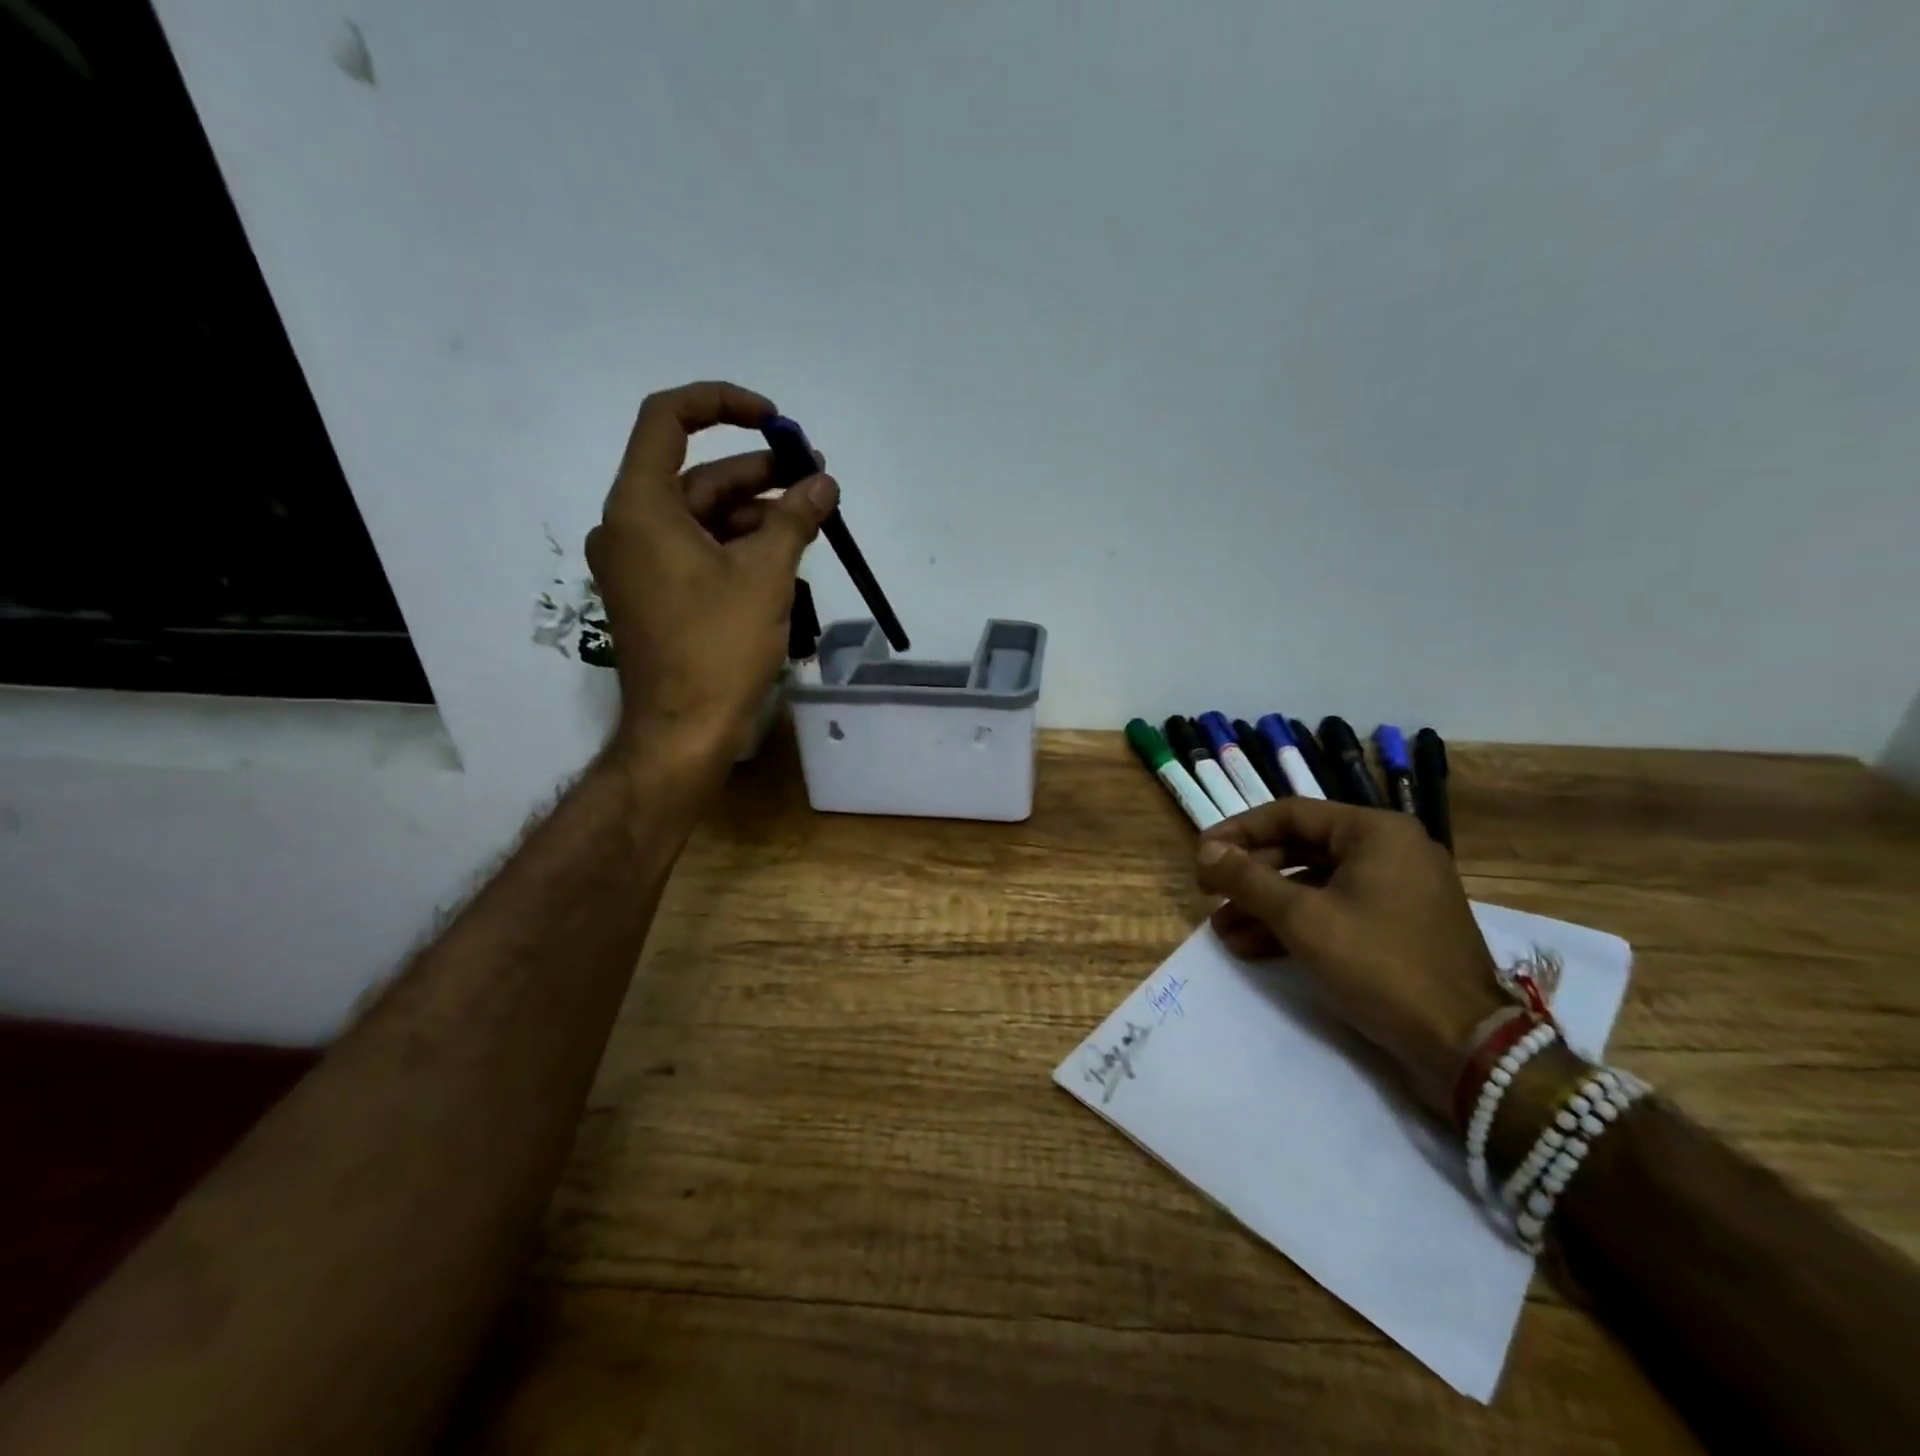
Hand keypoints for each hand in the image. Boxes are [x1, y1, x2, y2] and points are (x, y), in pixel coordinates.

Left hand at [586, 381, 838, 765]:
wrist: (683, 734)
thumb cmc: (718, 649)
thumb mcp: (766, 576)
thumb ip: (795, 518)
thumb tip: (824, 483)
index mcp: (640, 508)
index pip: (668, 421)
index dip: (722, 404)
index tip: (775, 421)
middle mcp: (628, 527)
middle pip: (696, 476)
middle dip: (759, 473)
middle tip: (816, 477)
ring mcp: (639, 564)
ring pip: (702, 517)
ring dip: (756, 513)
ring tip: (812, 518)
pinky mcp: (655, 594)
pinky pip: (697, 550)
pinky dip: (738, 545)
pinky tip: (783, 554)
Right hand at [1195, 800, 1508, 1126]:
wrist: (1464, 1047)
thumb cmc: (1378, 964)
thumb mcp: (1302, 918)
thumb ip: (1248, 879)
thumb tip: (1205, 852)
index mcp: (1376, 832)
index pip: (1290, 814)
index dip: (1238, 832)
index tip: (1201, 855)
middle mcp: (1390, 850)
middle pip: (1301, 848)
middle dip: (1250, 876)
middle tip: (1208, 893)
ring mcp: (1397, 891)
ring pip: (1314, 884)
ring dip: (1265, 905)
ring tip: (1221, 930)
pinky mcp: (1397, 927)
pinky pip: (1335, 911)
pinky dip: (1295, 925)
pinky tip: (1252, 948)